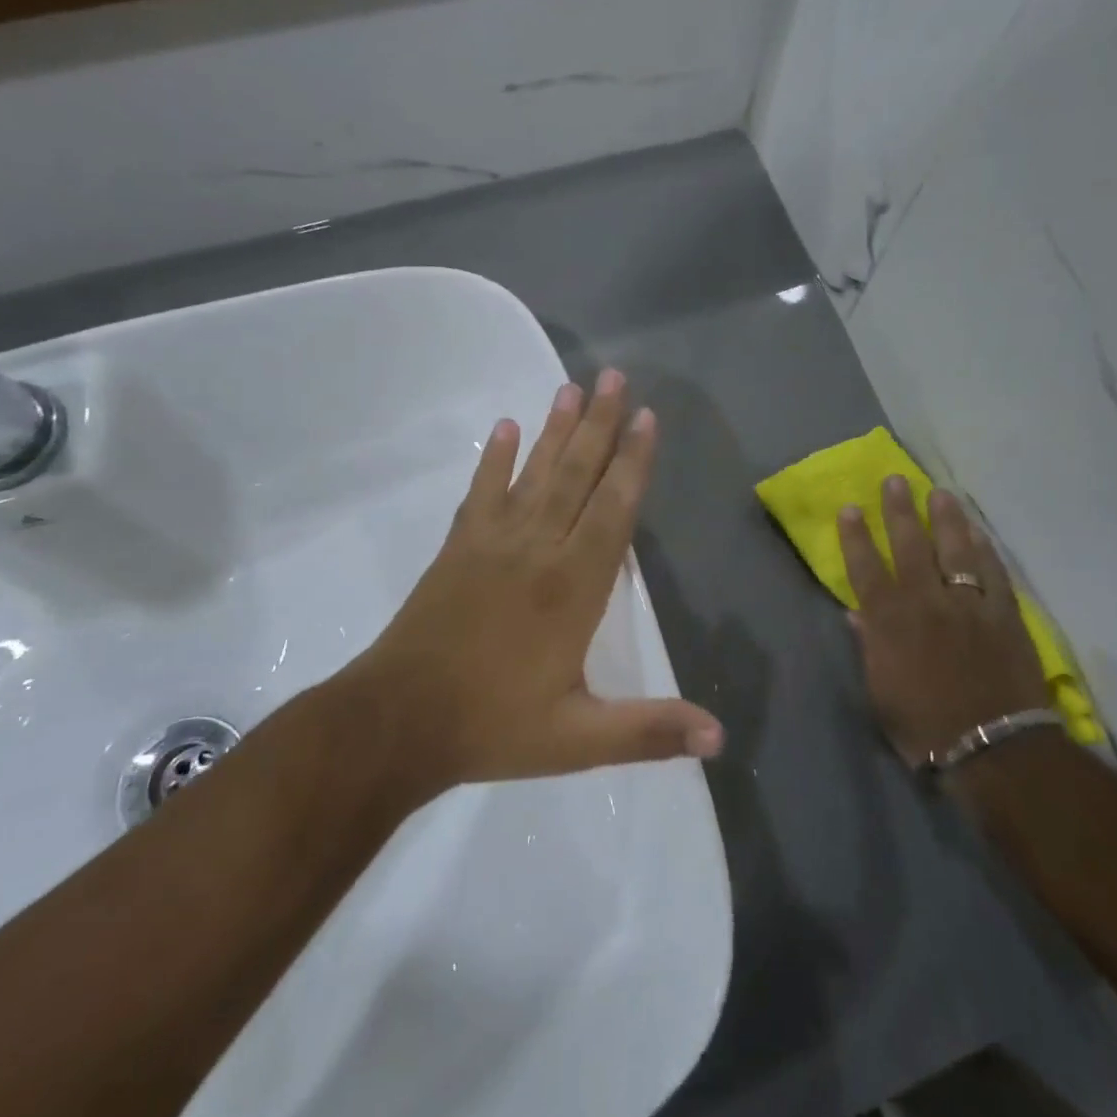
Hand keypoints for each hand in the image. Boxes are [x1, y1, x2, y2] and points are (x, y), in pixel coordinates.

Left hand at [345, 369, 723, 794]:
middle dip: (599, 425)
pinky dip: (493, 460)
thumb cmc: (493, 727)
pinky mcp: (458, 549)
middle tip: (613, 377)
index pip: (613, 510)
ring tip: (570, 388)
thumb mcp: (578, 740)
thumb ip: (649, 732)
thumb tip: (720, 737)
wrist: (396, 723)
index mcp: (573, 587)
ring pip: (534, 474)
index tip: (646, 418)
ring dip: (554, 430)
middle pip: (576, 475)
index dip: (633, 463)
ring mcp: (493, 544)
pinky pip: (480, 493)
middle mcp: (538, 550)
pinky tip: (503, 427)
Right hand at [840, 478, 1051, 768]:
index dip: (856, 536)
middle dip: (899, 510)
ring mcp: (968, 604)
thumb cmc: (924, 726)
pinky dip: (985, 550)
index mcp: (889, 621)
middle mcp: (926, 601)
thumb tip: (855, 612)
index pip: (866, 567)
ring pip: (954, 549)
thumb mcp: (881, 692)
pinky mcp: (1004, 614)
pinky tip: (979, 532)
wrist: (992, 748)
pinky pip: (993, 573)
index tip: (850, 508)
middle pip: (910, 545)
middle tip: (894, 480)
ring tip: (939, 492)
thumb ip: (869, 645)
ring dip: (946, 518)